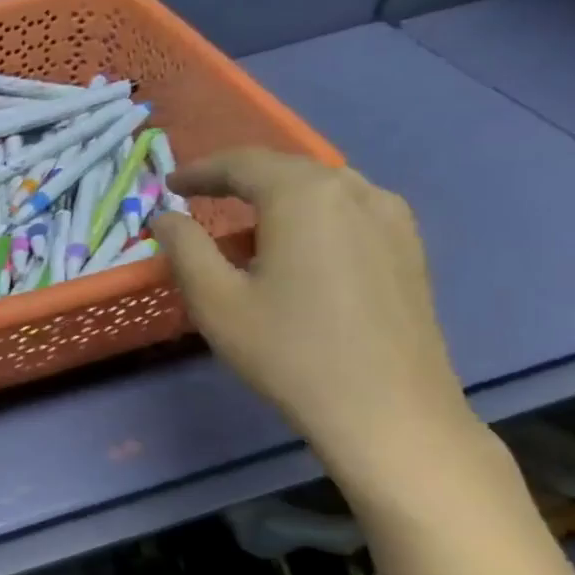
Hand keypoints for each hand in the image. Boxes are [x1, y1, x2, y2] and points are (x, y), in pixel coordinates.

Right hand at [149, 150, 476, 478]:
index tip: (169, 184)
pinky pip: (348, 211)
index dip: (200, 170)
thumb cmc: (289, 352)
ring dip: (275, 197)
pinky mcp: (409, 248)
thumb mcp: (216, 300)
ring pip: (320, 189)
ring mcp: (391, 218)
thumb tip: (166, 217)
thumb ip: (184, 248)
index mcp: (304, 195)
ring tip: (244, 224)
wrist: (388, 411)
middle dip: (237, 179)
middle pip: (285, 169)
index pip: (242, 163)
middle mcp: (354, 190)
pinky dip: (310, 215)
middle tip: (200, 197)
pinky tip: (295, 247)